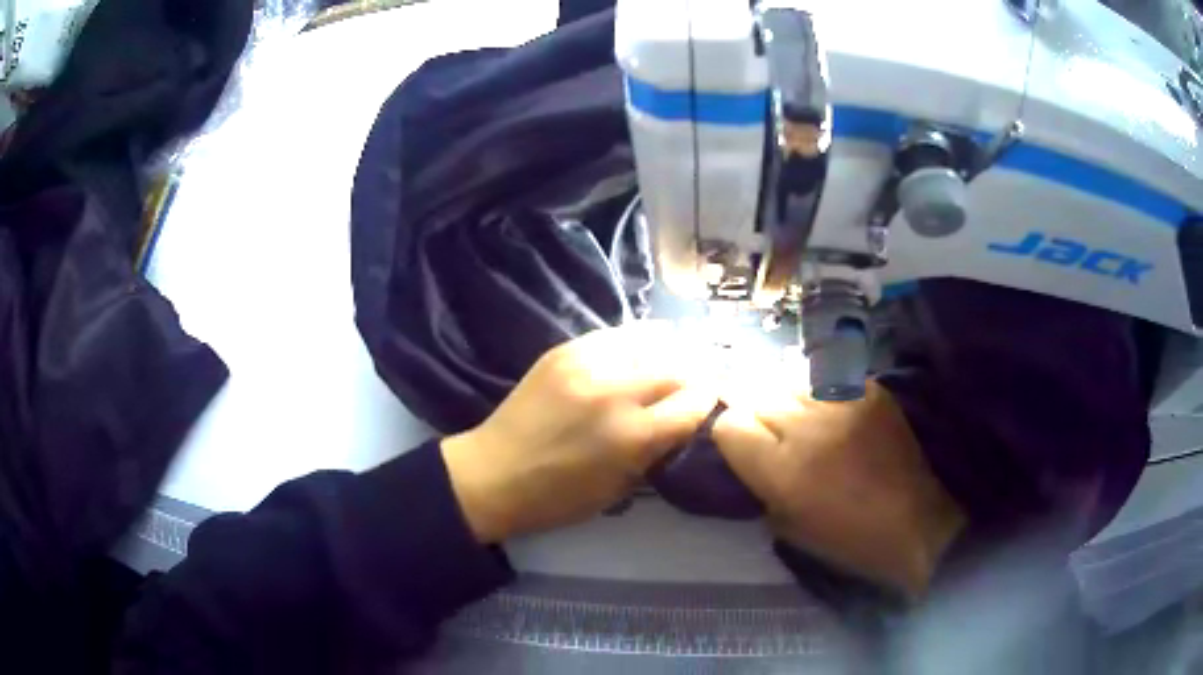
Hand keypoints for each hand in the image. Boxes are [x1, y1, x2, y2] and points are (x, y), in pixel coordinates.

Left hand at [441, 322, 718, 543]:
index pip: (694, 402)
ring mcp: (587, 365)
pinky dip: (636, 341)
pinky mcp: (564, 351)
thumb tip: (681, 420)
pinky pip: (614, 336)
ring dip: (670, 351)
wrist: (493, 473)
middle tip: (699, 378)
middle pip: (678, 367)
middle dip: (696, 373)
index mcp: (633, 436)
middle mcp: (616, 392)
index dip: (708, 400)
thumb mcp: (620, 489)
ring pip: (650, 341)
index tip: (709, 400)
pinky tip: (643, 346)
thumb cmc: (558, 497)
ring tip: (678, 355)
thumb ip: (656, 450)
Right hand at [712, 380, 965, 598]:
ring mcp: (842, 402)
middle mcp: (807, 427)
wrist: (914, 522)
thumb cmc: (845, 539)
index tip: (742, 447)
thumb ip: (759, 483)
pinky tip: (835, 420)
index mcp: (781, 469)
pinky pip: (828, 383)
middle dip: (755, 414)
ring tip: (803, 424)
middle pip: (756, 395)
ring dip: (788, 403)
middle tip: (770, 435)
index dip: (730, 434)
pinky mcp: (870, 391)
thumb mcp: (786, 525)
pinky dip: (823, 398)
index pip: (729, 423)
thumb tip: (747, 449)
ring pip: (791, 384)